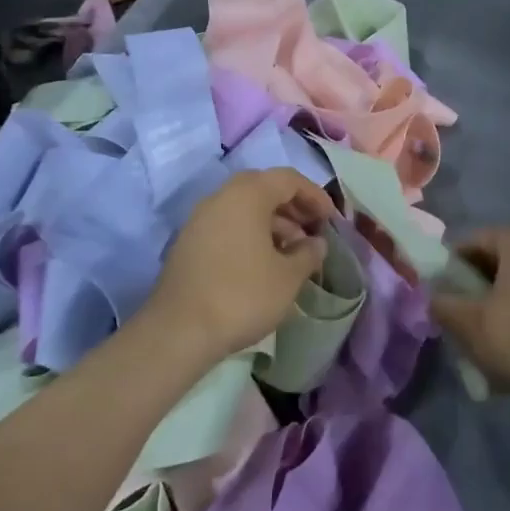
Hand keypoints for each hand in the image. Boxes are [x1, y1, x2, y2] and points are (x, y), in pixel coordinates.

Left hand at [141, 169, 334, 361]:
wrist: (178, 331)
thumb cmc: (242, 295)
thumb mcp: (288, 277)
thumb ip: (308, 253)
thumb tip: (316, 243)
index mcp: (247, 194)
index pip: (288, 179)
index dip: (315, 196)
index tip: (331, 220)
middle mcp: (221, 197)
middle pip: (264, 189)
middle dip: (293, 208)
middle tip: (313, 231)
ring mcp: (200, 219)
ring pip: (244, 208)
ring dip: (273, 223)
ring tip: (292, 253)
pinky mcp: (188, 243)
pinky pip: (227, 225)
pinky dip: (250, 235)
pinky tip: (263, 264)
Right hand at [429, 228, 509, 401]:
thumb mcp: (471, 323)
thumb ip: (444, 305)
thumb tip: (434, 298)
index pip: (475, 240)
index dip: (452, 264)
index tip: (442, 291)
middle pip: (499, 257)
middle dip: (476, 281)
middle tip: (461, 310)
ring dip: (500, 295)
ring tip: (487, 327)